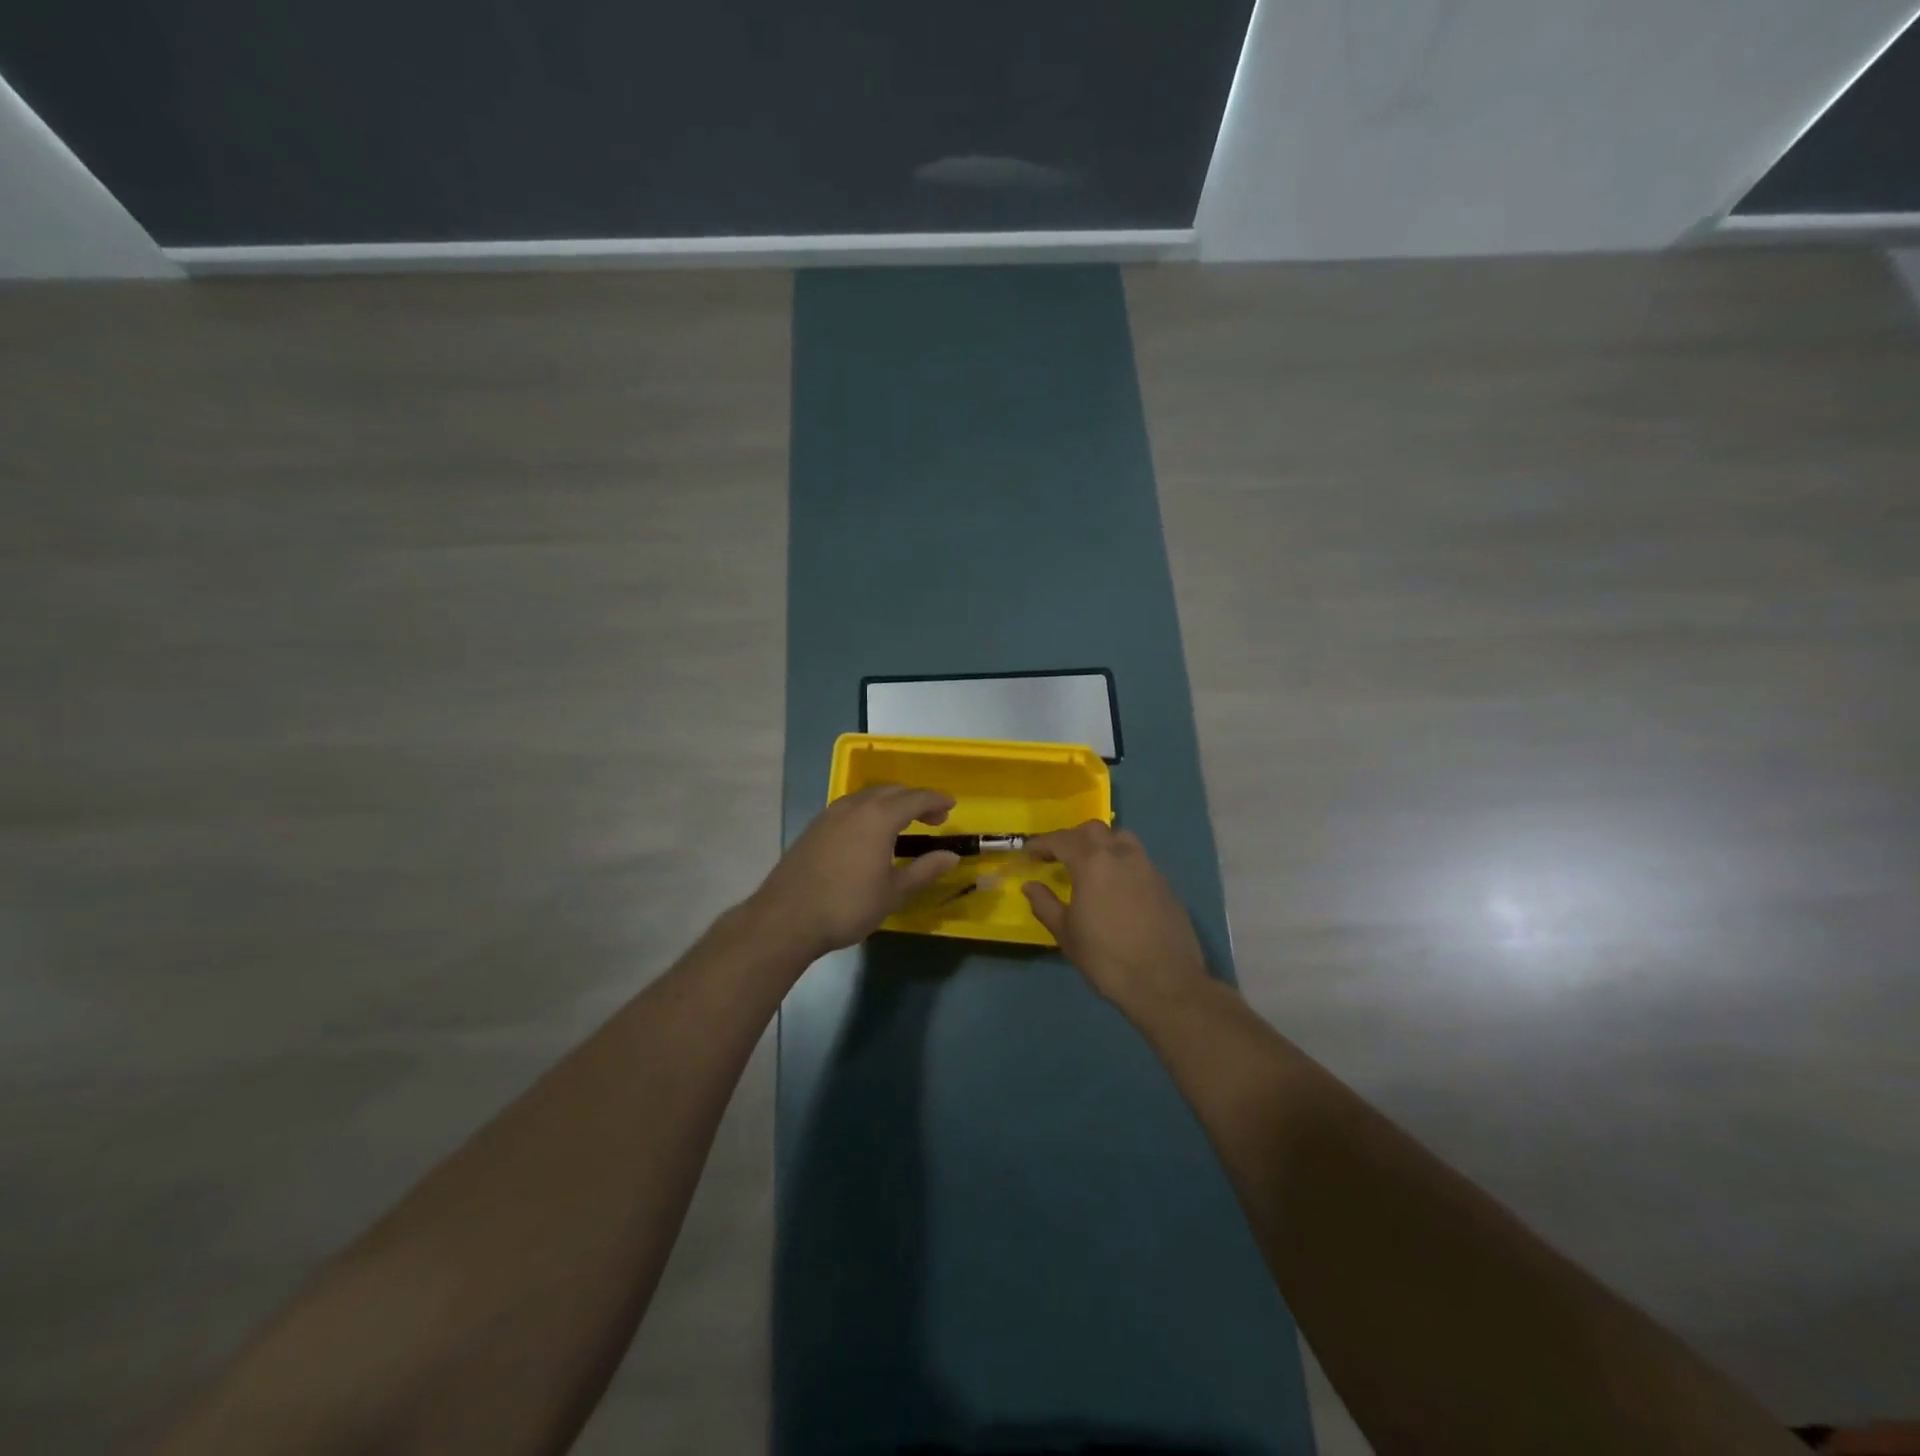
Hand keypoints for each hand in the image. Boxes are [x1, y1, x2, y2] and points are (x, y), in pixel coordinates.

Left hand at [749, 786, 962, 958]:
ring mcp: (830, 814)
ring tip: (904, 823)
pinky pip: (851, 807)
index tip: (952, 805)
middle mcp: (855, 806)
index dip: (936, 800)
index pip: (915, 798)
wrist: (786, 918)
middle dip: (915, 800)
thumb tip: (951, 856)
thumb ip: (924, 870)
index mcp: (879, 817)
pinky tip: (870, 833)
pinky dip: (870, 811)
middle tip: (933, 818)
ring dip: (891, 803)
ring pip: (868, 796)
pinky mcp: (815, 827)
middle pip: (892, 791)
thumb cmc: (847, 905)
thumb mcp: (893, 892)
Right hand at [1023, 822, 1211, 1014]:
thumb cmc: (1107, 959)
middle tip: (1057, 856)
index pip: (1061, 840)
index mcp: (1092, 863)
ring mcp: (1147, 867)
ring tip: (1089, 863)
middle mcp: (1121, 855)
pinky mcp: (1164, 883)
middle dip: (1071, 837)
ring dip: (1100, 843)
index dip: (1041, 843)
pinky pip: (1137, 858)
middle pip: (1093, 830)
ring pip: (1120, 837)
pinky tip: (1115, 885)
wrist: (1165, 984)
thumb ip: (1045, 904)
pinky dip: (1120, 861)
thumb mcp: (1066, 934)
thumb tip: (1030, 886)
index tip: (1028, 852)